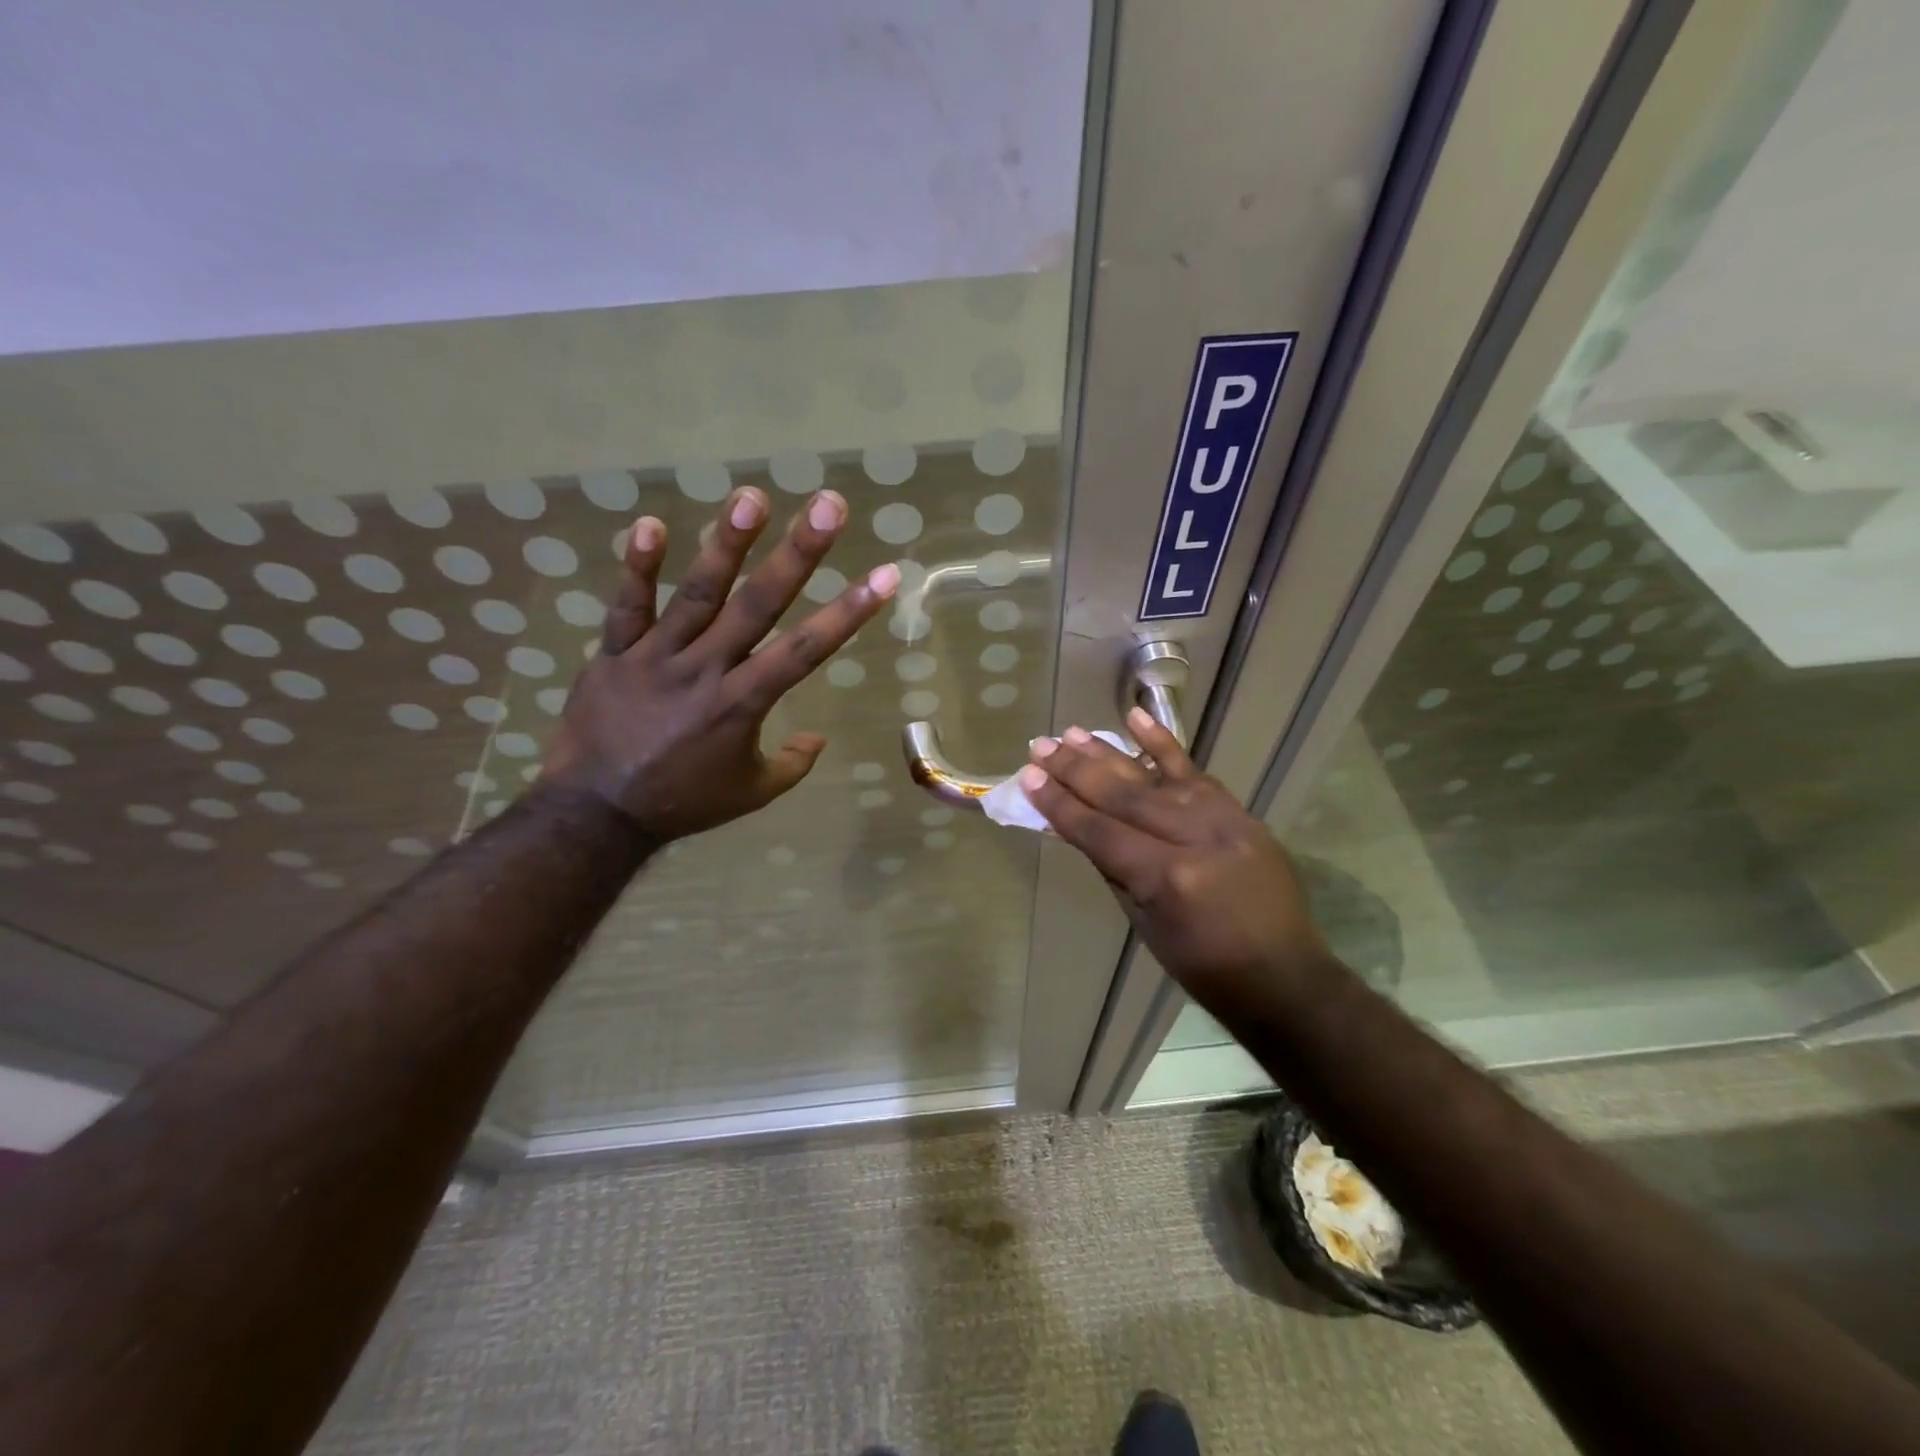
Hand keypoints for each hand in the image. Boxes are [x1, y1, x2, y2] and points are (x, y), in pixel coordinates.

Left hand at [540, 487, 897, 842]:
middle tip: (828, 505)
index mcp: (743, 704)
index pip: (806, 651)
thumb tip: (818, 739)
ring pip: (697, 594)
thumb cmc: (683, 802)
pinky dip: (637, 567)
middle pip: (758, 605)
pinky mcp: (615, 653)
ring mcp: (657, 657)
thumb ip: (791, 765)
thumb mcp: (750, 793)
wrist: (596, 812)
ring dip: (726, 544)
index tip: (883, 576)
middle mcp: (706, 670)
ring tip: (752, 497)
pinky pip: (626, 607)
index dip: (848, 612)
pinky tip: (652, 523)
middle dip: (798, 554)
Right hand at [1019, 710, 1327, 1000]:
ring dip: (1108, 753)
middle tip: (1041, 746)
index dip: (1060, 805)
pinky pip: (1196, 771)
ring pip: (1153, 777)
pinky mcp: (1240, 812)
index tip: (1029, 778)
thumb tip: (1079, 825)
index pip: (1100, 832)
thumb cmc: (1204, 966)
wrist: (1284, 976)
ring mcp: (1223, 819)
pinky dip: (1164, 744)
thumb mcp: (1145, 924)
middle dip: (1075, 770)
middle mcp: (1194, 838)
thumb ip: (1113, 869)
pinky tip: (1135, 717)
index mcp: (1167, 879)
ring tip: (1071, 733)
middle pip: (1123, 796)